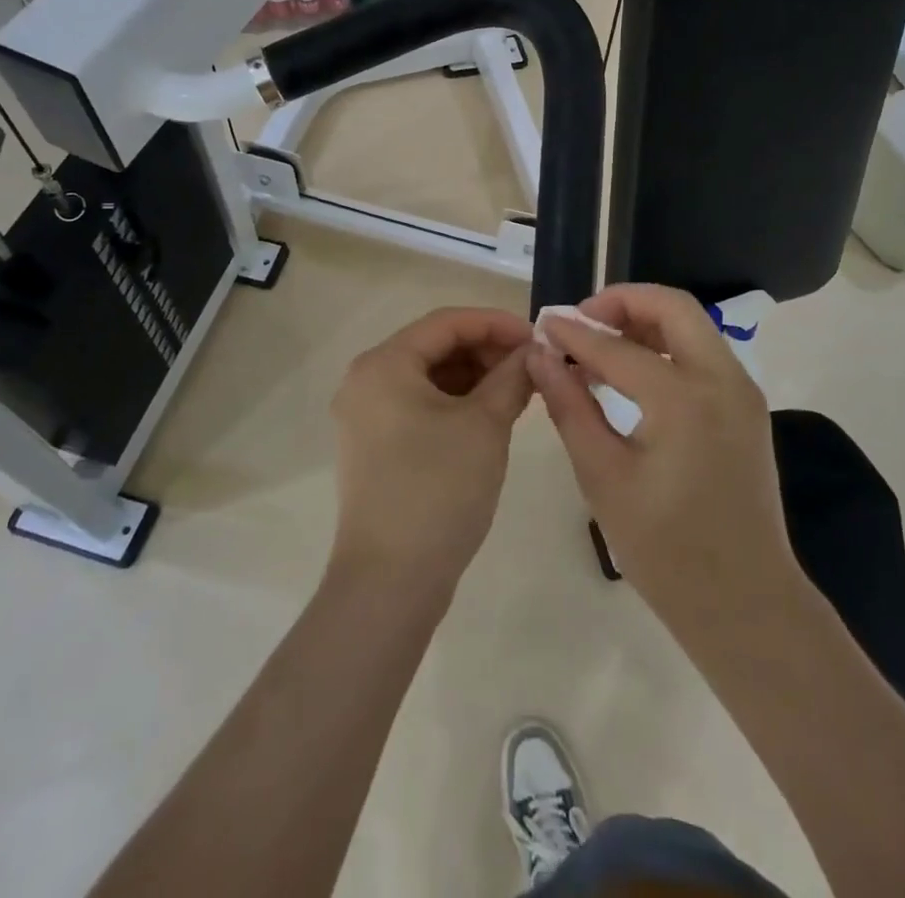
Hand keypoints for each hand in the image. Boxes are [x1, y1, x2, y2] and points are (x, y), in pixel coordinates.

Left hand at [328, 307, 534, 597]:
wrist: (390, 582)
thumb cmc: (438, 490)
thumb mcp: (485, 426)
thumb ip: (512, 378)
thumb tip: (534, 352)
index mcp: (384, 364)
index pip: (446, 322)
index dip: (496, 323)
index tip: (538, 337)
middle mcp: (366, 381)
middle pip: (435, 347)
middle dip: (486, 350)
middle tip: (531, 366)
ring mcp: (366, 416)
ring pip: (428, 377)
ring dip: (474, 376)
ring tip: (518, 391)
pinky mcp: (374, 446)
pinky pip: (419, 405)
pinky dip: (456, 402)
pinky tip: (490, 415)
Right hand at [528, 284, 800, 633]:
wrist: (745, 603)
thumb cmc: (665, 550)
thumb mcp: (603, 477)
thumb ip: (570, 406)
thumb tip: (540, 356)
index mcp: (684, 399)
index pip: (617, 347)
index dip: (574, 333)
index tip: (542, 325)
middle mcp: (722, 380)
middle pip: (672, 307)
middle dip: (622, 302)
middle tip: (581, 322)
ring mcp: (742, 391)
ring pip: (692, 325)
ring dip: (645, 320)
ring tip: (600, 341)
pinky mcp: (747, 407)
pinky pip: (704, 352)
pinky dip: (666, 344)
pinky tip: (633, 369)